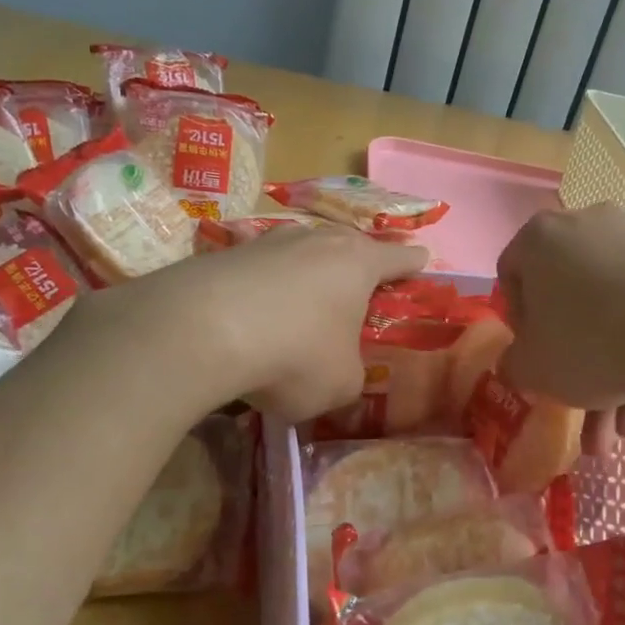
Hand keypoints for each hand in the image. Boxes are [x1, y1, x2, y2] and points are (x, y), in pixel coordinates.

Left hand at [98, 225, 427, 420]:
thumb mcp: (340, 383)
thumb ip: (351, 374)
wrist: (202, 330)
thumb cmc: (295, 354)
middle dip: (357, 262)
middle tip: (362, 280)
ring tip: (305, 296)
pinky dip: (263, 287)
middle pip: (347, 244)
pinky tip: (253, 310)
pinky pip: (259, 269)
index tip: (422, 259)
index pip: (399, 258)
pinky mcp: (225, 253)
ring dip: (306, 271)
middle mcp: (317, 241)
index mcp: (358, 263)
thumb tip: (337, 370)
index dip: (413, 262)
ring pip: (300, 251)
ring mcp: (268, 241)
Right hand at [496, 206, 624, 445]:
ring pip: (615, 310)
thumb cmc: (590, 344)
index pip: (513, 273)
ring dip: (613, 369)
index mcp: (541, 237)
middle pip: (570, 298)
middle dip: (574, 360)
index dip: (519, 322)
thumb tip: (521, 363)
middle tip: (579, 404)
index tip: (535, 355)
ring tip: (621, 428)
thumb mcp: (533, 369)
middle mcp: (590, 224)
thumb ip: (514, 364)